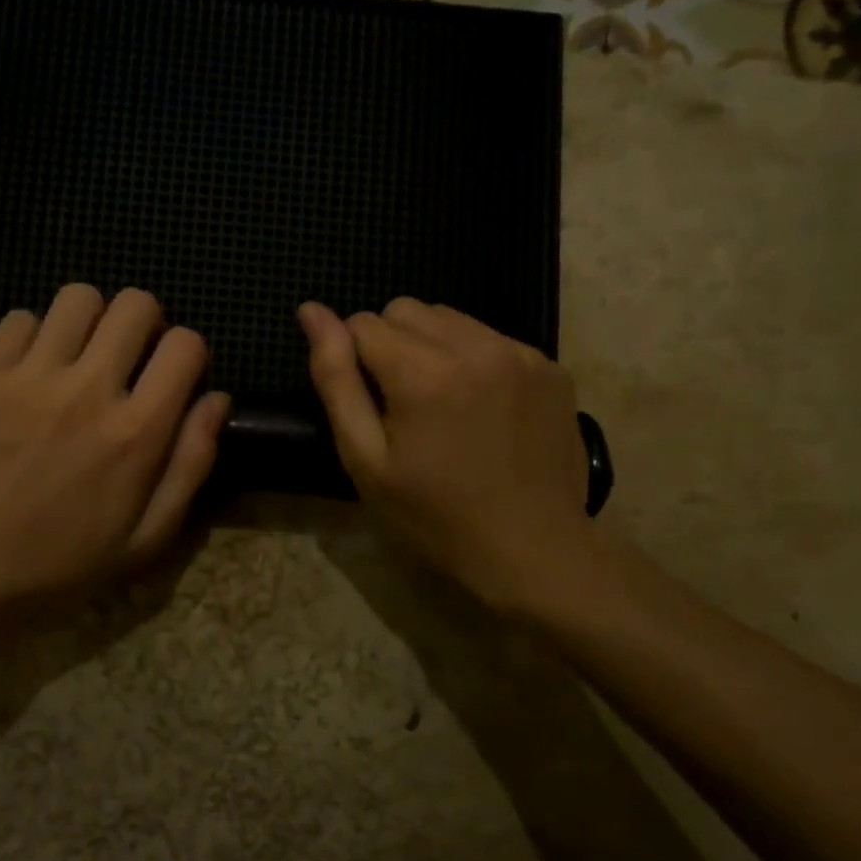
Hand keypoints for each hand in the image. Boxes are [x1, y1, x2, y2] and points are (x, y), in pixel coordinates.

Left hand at [0, 285, 229, 616]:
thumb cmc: (67, 561)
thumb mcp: (150, 536)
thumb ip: (192, 463)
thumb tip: (216, 399)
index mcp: (138, 431)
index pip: (186, 344)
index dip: (189, 352)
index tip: (174, 376)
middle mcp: (90, 390)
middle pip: (136, 304)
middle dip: (145, 323)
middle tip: (129, 357)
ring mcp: (33, 377)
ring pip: (79, 297)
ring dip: (91, 320)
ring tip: (81, 354)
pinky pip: (21, 318)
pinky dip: (35, 336)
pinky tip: (33, 370)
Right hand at [298, 298, 597, 616]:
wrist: (533, 550)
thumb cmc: (434, 516)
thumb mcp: (366, 459)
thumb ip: (335, 379)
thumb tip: (310, 311)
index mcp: (423, 373)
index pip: (363, 323)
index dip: (354, 361)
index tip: (371, 407)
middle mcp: (474, 346)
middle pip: (405, 310)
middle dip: (391, 345)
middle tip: (403, 405)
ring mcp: (519, 353)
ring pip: (449, 318)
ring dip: (432, 346)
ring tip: (443, 403)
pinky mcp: (550, 366)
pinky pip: (491, 338)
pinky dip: (474, 359)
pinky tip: (483, 407)